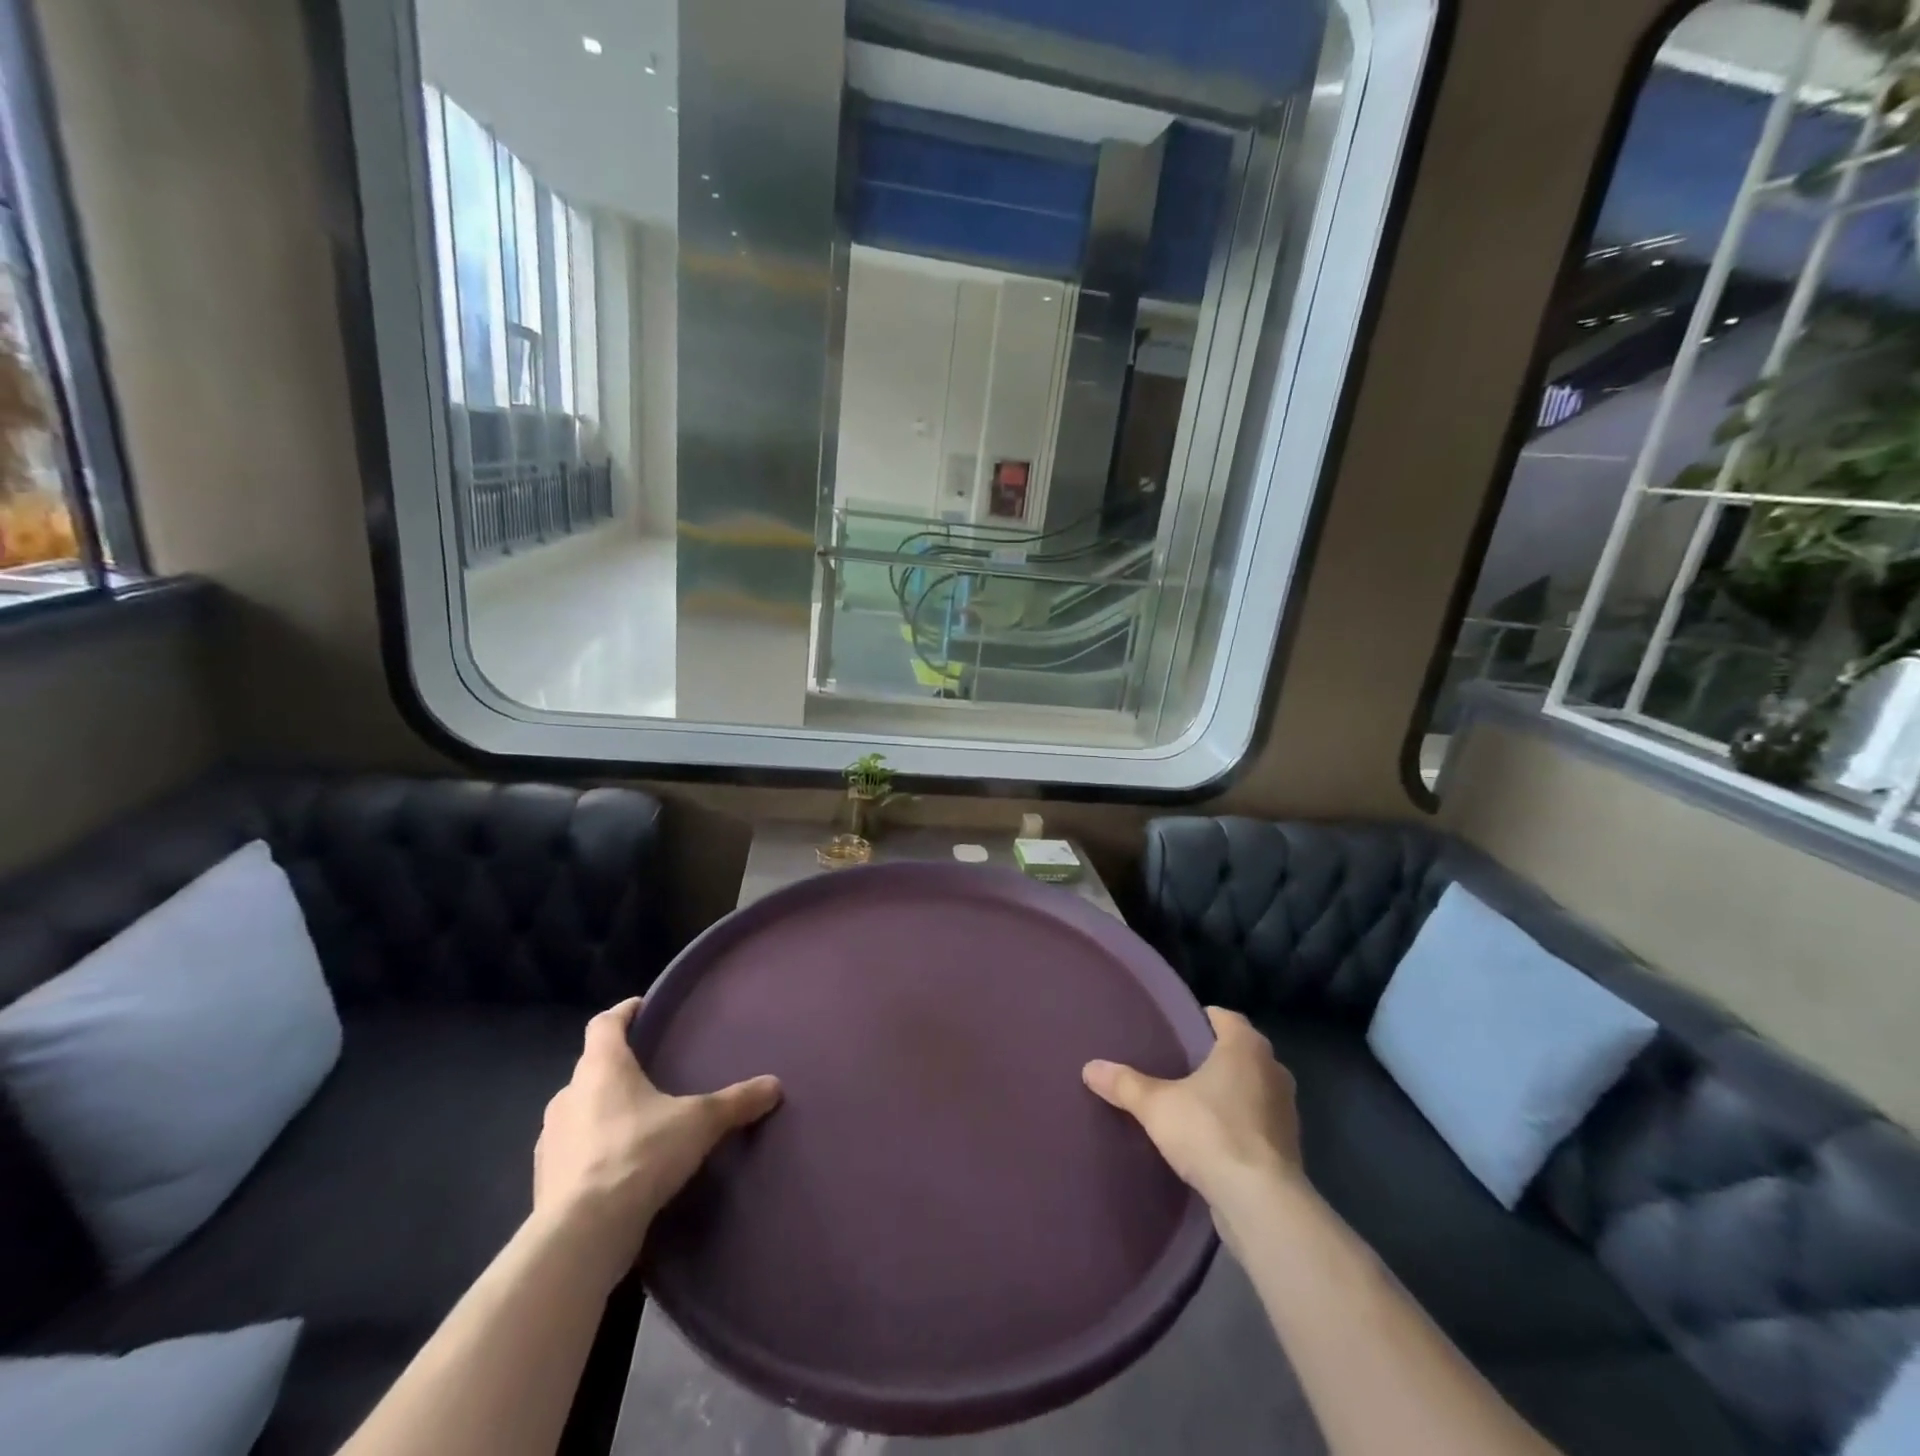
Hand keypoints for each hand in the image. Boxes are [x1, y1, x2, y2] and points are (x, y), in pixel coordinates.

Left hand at [534, 998, 780, 1280]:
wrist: (581, 1235)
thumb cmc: (639, 1154)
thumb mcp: (699, 1123)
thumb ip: (736, 1101)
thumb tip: (775, 1085)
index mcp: (601, 1067)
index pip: (604, 1023)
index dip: (624, 1012)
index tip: (642, 1008)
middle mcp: (568, 1095)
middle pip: (592, 1067)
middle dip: (618, 1067)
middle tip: (651, 1073)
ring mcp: (550, 1140)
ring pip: (579, 1110)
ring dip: (602, 1111)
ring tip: (638, 1122)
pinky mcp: (544, 1181)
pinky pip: (572, 1151)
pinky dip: (592, 1150)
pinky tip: (618, 1167)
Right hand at [1083, 1007, 1303, 1211]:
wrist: (1261, 1203)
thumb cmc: (1211, 1132)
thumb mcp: (1156, 1105)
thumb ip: (1125, 1084)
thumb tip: (1089, 1068)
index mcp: (1247, 1046)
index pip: (1224, 1017)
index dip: (1199, 1020)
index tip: (1175, 1031)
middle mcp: (1273, 1070)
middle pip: (1239, 1052)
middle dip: (1212, 1058)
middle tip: (1177, 1065)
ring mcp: (1286, 1110)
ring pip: (1251, 1088)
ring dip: (1229, 1093)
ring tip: (1192, 1103)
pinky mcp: (1288, 1147)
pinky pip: (1257, 1122)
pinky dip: (1239, 1124)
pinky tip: (1212, 1139)